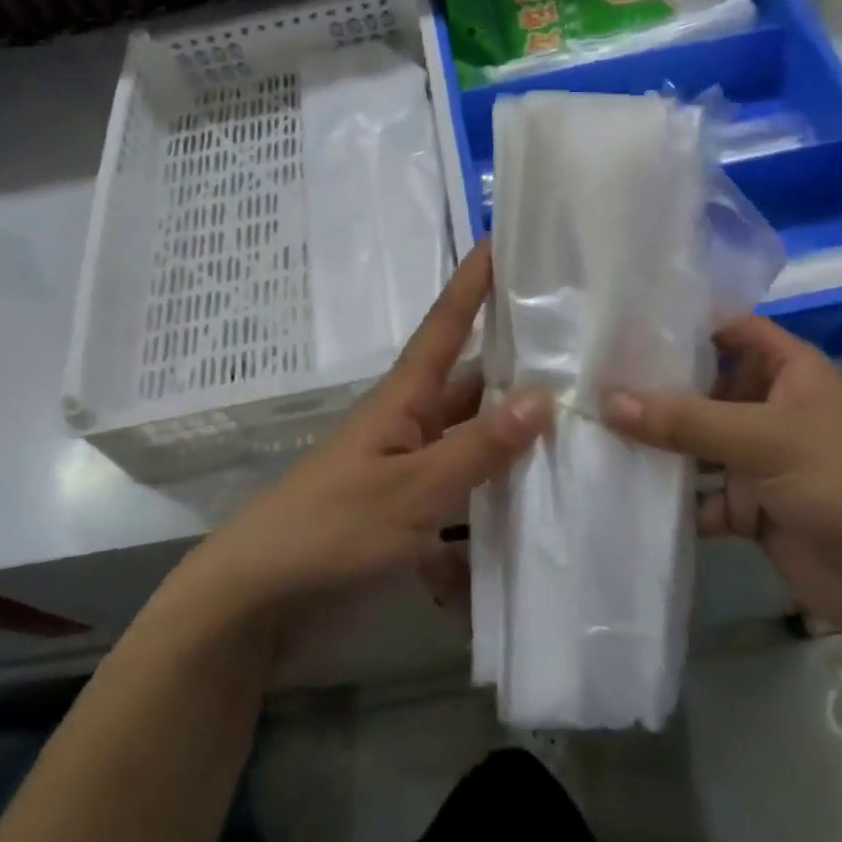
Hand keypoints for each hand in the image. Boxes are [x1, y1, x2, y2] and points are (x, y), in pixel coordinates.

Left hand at [185, 242, 549, 631]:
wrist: (255, 604)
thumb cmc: (330, 529)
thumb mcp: (411, 489)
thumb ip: (477, 447)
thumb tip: (543, 396)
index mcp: (405, 399)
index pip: (447, 324)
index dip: (473, 281)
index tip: (502, 236)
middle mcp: (411, 426)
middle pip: (475, 388)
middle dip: (523, 373)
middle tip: (586, 358)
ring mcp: (410, 474)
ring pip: (475, 451)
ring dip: (515, 456)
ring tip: (585, 448)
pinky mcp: (409, 520)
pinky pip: (462, 513)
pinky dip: (486, 530)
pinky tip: (529, 547)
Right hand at [602, 316, 841, 648]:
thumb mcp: (765, 437)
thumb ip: (687, 420)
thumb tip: (609, 401)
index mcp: (785, 370)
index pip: (727, 330)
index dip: (683, 324)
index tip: (623, 325)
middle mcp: (768, 407)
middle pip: (702, 388)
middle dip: (654, 388)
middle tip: (588, 380)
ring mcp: (759, 460)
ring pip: (696, 443)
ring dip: (656, 444)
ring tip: (591, 432)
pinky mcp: (752, 509)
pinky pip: (702, 496)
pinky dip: (671, 498)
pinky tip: (623, 492)